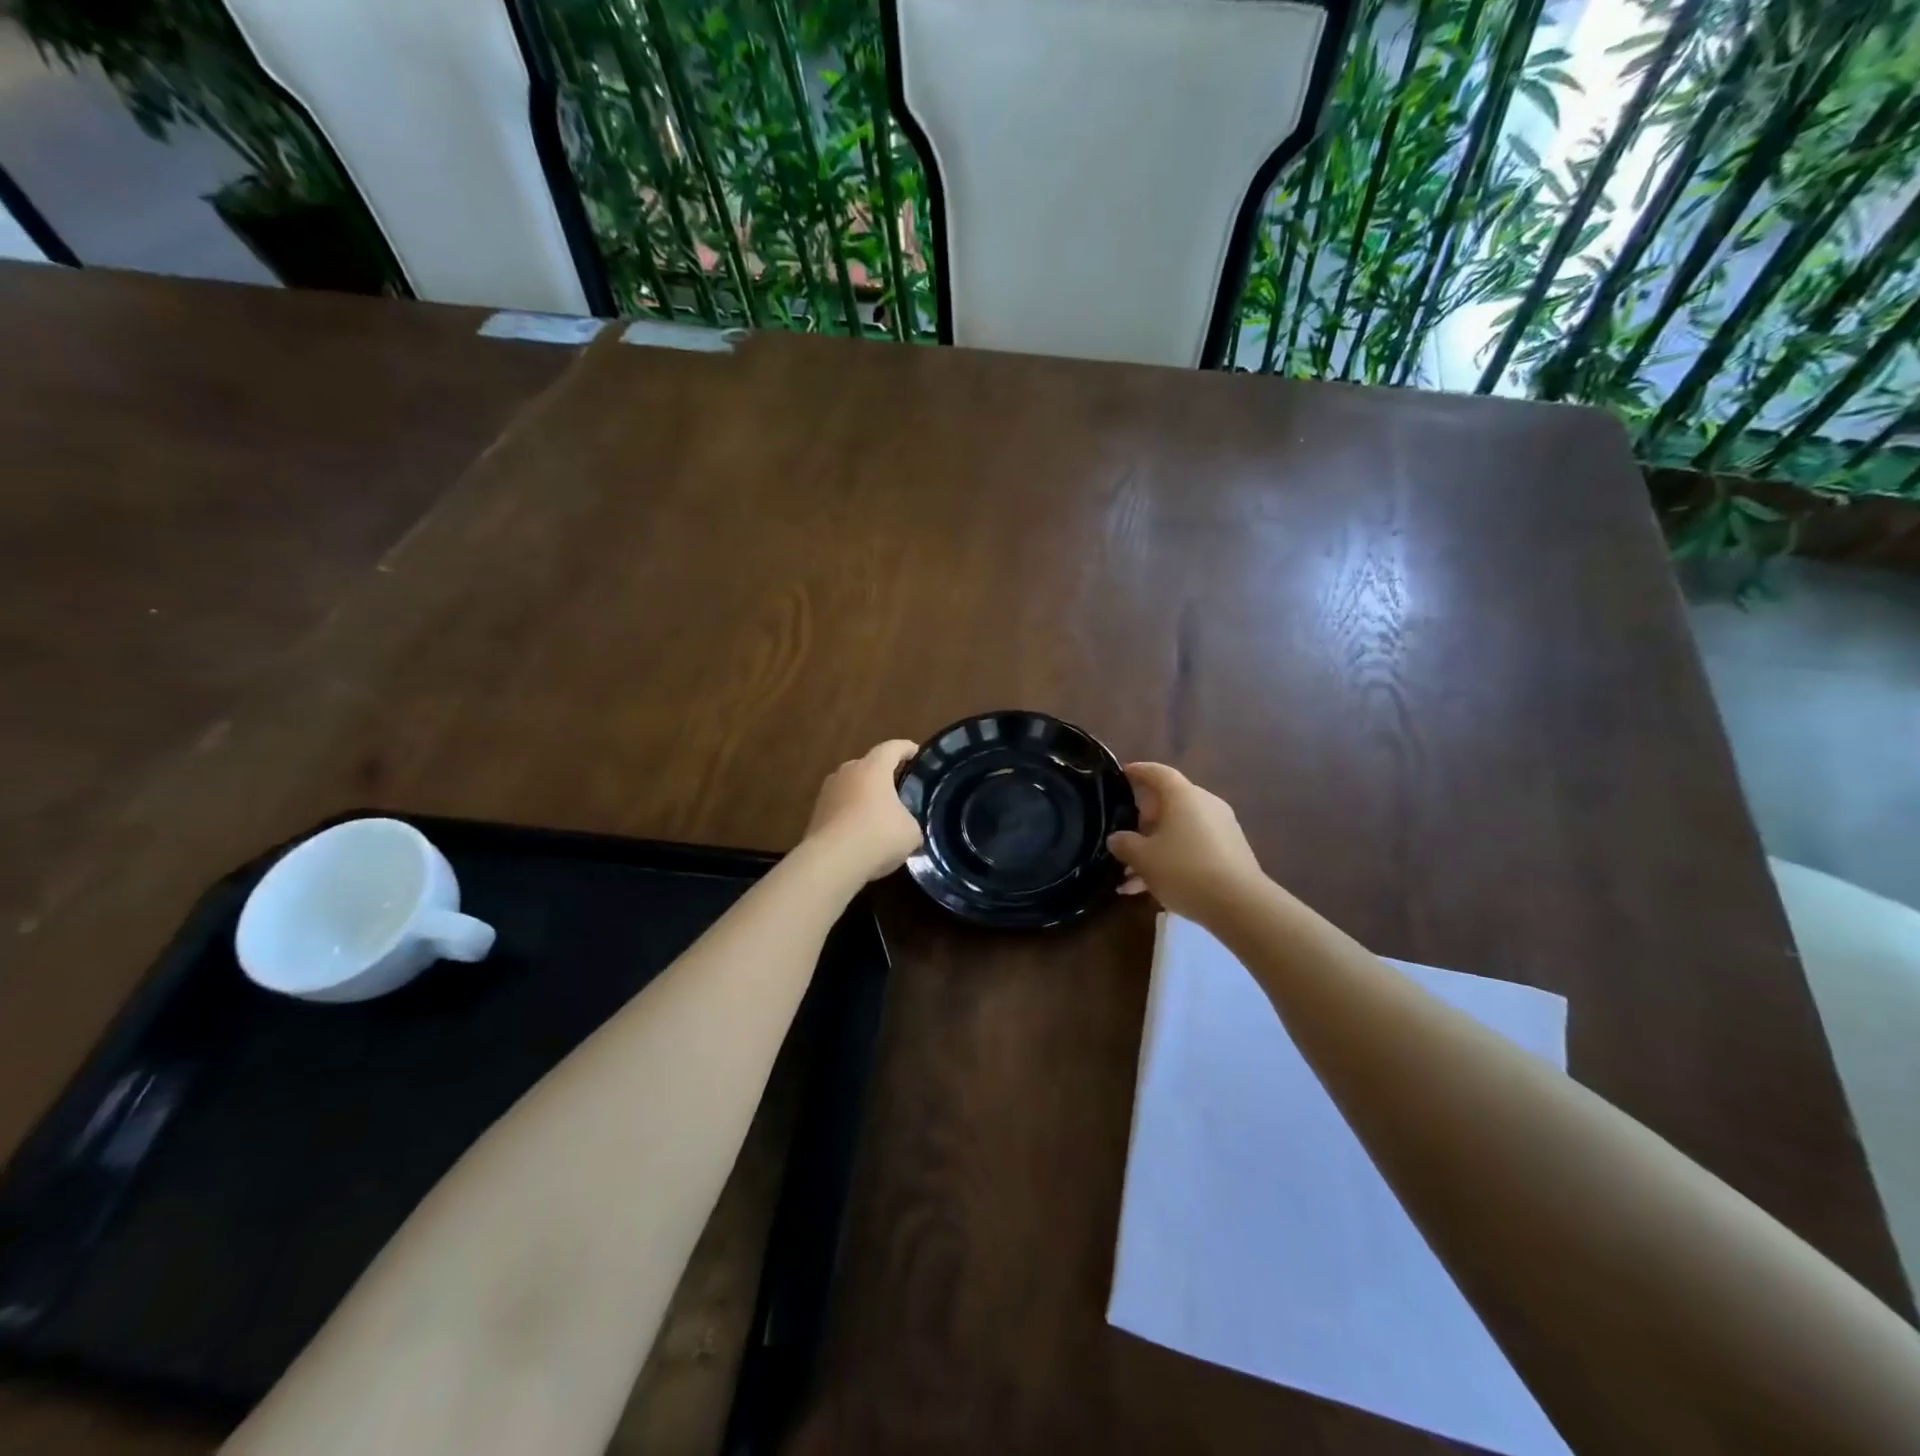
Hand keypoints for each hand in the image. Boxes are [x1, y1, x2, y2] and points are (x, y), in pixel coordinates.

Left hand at [802, 740, 923, 882]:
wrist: (831, 862)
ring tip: (878, 816)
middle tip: (897, 790)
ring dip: (864, 798)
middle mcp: (847, 772)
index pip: (892, 748)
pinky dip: (851, 817)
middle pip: (868, 767)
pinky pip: (840, 809)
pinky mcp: (815, 815)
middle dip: (882, 776)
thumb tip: (905, 827)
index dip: (906, 749)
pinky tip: (861, 835)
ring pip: (851, 788)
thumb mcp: (910, 832)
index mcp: (873, 768)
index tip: (915, 752)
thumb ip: (911, 822)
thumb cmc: (878, 836)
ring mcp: (827, 793)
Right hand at [1108, 763, 1265, 922]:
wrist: (1240, 905)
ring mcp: (1221, 829)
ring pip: (1178, 832)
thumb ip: (1124, 844)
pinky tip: (1151, 890)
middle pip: (1168, 804)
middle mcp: (1205, 804)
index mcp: (1183, 796)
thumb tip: (1116, 838)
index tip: (1122, 774)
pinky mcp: (1230, 853)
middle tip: (1123, 839)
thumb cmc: (1184, 870)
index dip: (1138, 771)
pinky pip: (1193, 849)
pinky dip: (1172, 862)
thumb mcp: (1142, 858)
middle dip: (1142, 822)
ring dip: (1154, 849)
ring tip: (1129, 877)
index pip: (1157, 772)